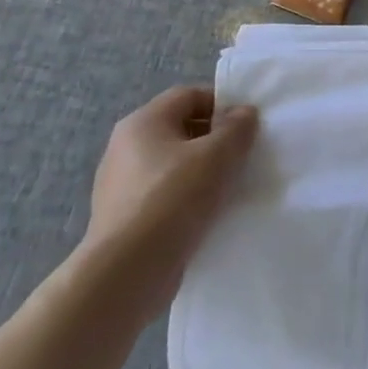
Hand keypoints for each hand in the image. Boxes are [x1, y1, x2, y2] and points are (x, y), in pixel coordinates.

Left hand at [81, 85, 258, 310]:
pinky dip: (187, 199)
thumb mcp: (218, 154)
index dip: (222, 104)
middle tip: (243, 156)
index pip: (189, 96)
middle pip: (181, 129)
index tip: (247, 126)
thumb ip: (237, 127)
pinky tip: (206, 215)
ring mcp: (120, 185)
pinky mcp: (123, 219)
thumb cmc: (173, 198)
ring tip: (229, 188)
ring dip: (203, 171)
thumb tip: (243, 113)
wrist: (126, 273)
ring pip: (174, 165)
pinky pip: (164, 196)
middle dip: (215, 139)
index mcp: (142, 122)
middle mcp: (125, 147)